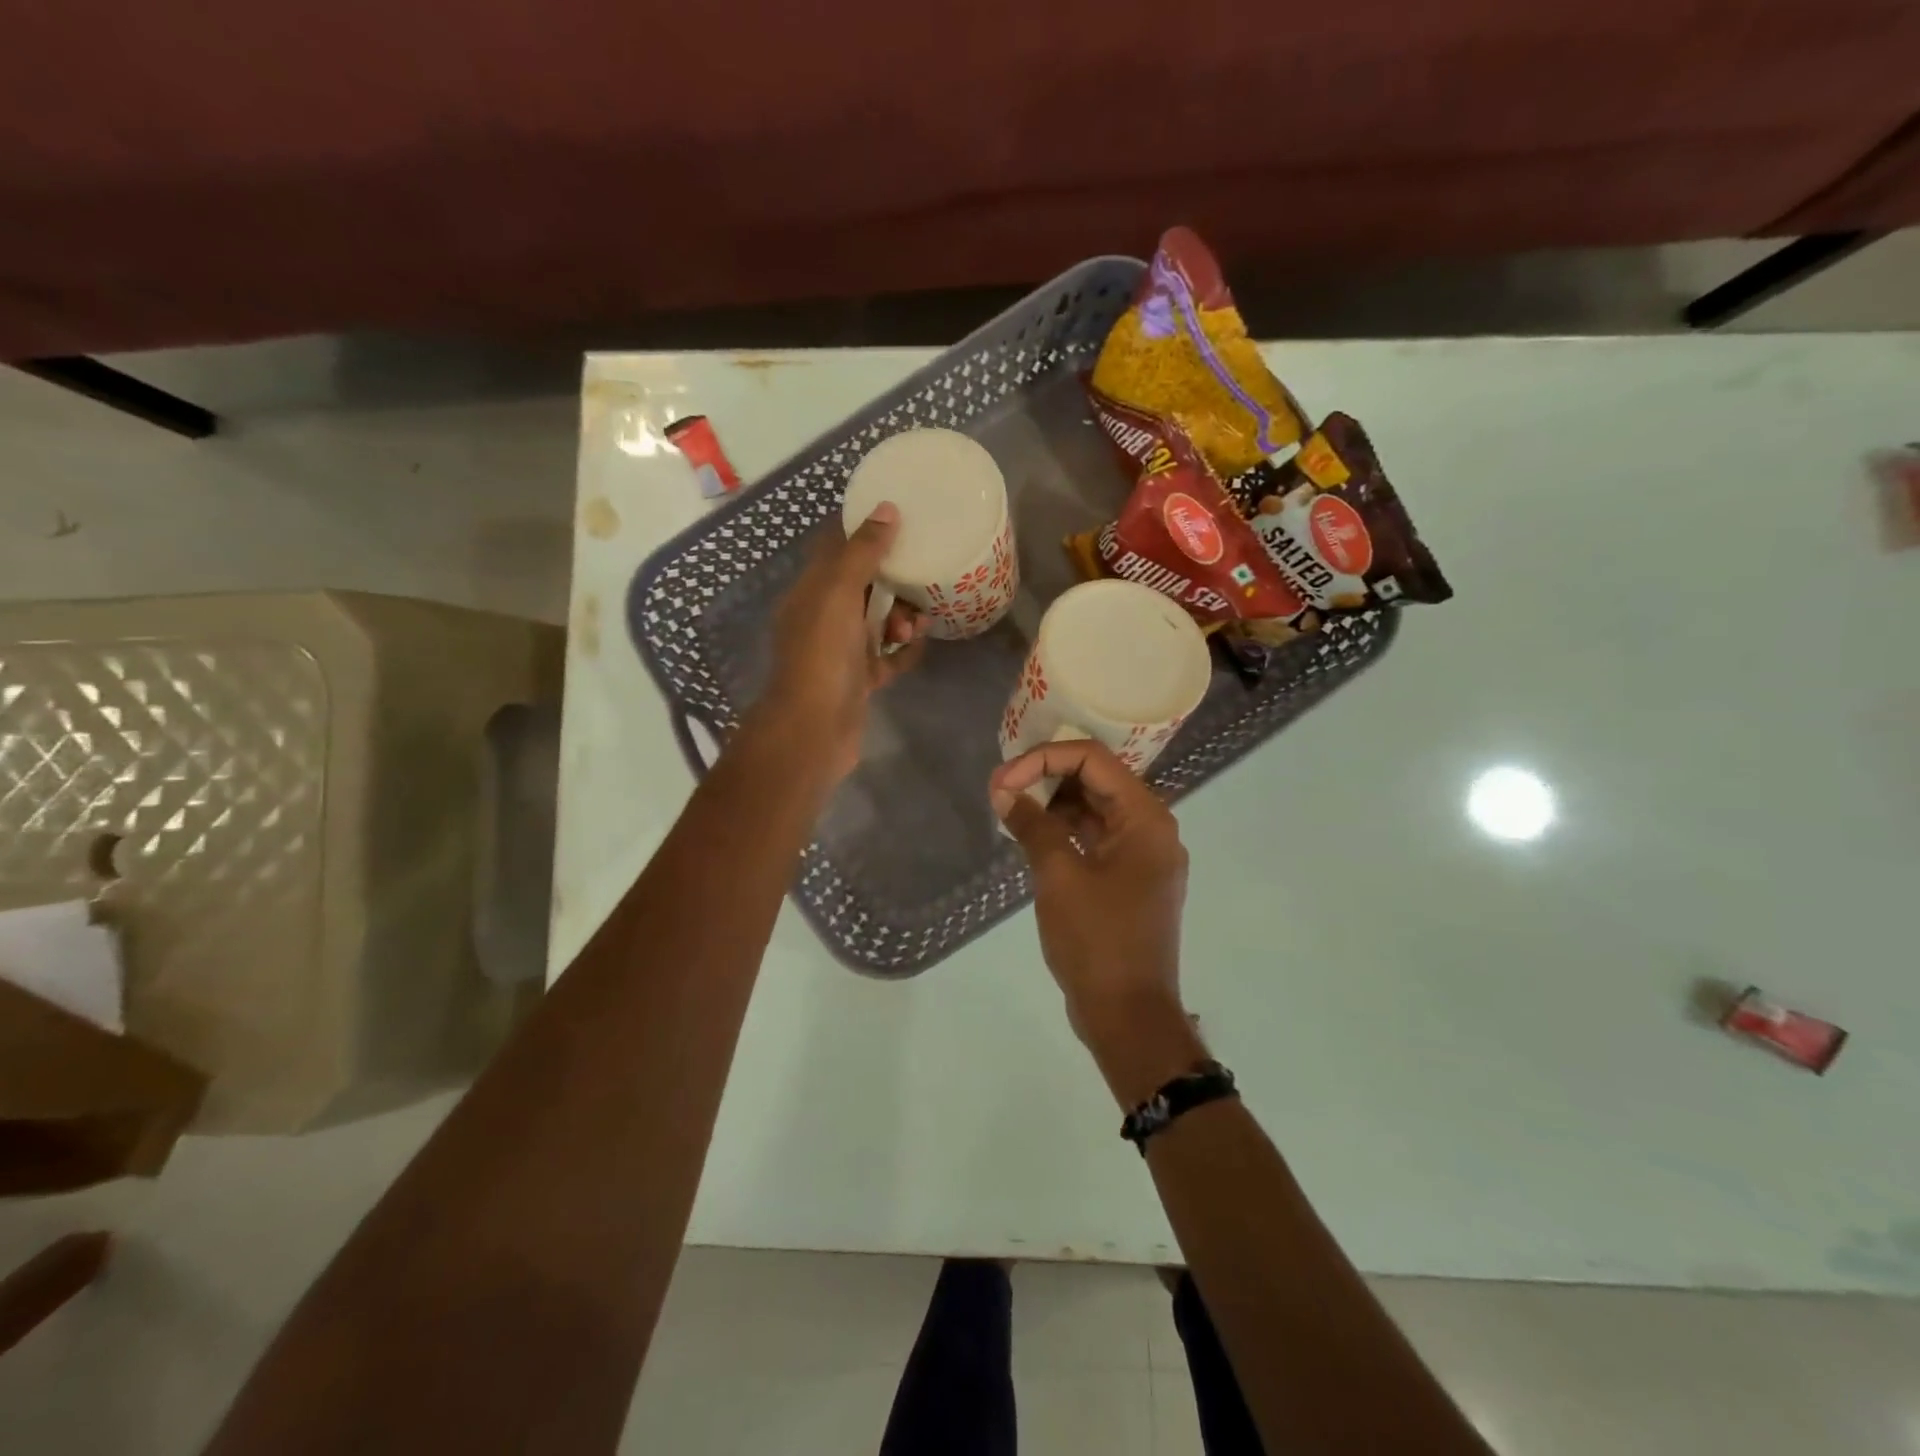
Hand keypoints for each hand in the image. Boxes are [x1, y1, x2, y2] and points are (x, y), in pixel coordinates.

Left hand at [756, 503, 926, 784]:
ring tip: (918, 624)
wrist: (814, 731)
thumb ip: (862, 552)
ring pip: (877, 622)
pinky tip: (921, 644)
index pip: (834, 549)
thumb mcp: (838, 594)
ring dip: (901, 616)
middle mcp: (822, 618)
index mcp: (809, 592)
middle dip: (892, 579)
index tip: (899, 517)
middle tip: (919, 577)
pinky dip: (904, 649)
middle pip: (862, 586)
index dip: (862, 531)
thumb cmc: (822, 656)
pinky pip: (887, 657)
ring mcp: (840, 652)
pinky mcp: (859, 680)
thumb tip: (887, 509)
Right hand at [990, 741, 1204, 1102]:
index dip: (1044, 759)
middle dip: (1046, 777)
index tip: (1003, 780)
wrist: (1129, 1015)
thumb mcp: (1059, 877)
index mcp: (1145, 818)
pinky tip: (1029, 833)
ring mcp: (1141, 855)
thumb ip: (1032, 825)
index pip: (1093, 759)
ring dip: (1052, 803)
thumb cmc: (1098, 941)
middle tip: (1000, 790)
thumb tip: (1003, 791)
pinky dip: (1063, 831)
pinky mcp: (1128, 878)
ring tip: (1009, 808)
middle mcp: (1150, 828)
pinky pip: (1095, 838)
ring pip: (1094, 809)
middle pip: (1096, 779)